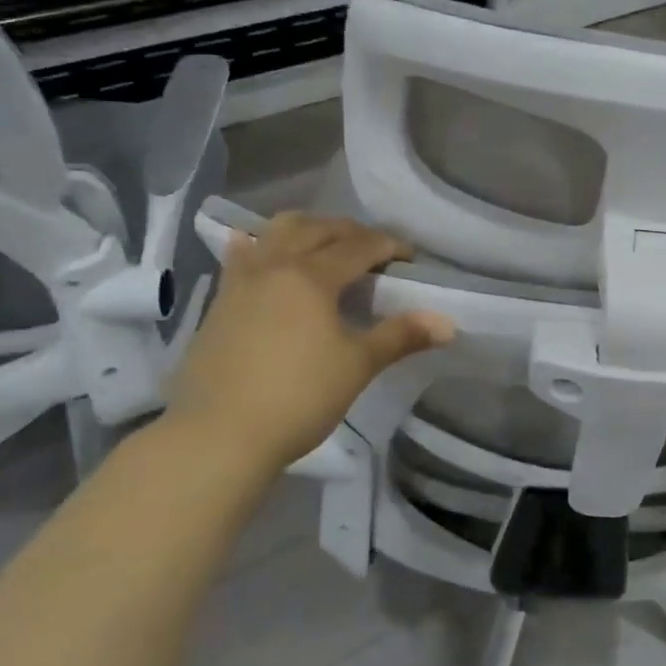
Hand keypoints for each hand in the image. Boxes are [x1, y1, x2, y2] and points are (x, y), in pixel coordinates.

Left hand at [166, 213, 453, 474]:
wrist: (218, 436)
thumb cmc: (298, 398)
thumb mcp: (358, 365)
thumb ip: (401, 336)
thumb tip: (448, 323)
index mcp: (311, 276)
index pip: (359, 246)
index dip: (390, 246)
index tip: (410, 258)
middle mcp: (274, 266)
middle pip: (317, 228)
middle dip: (351, 231)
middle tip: (374, 252)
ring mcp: (241, 281)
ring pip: (276, 232)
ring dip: (308, 230)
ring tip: (326, 248)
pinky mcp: (219, 302)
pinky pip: (244, 256)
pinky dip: (264, 248)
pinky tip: (268, 258)